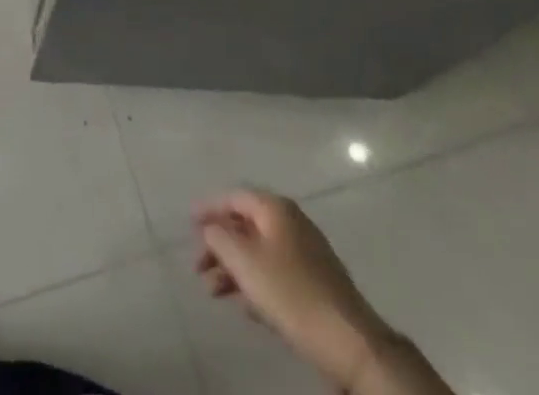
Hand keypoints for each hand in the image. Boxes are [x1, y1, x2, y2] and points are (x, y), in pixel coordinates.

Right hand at [194, 189, 449, 394]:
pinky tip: (246, 307)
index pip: (234, 197)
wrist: (349, 341)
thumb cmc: (290, 291)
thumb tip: (210, 227)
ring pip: (260, 251)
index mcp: (275, 208)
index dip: (209, 208)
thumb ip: (219, 237)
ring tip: (215, 292)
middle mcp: (291, 221)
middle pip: (246, 225)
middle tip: (199, 266)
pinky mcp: (316, 282)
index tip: (189, 223)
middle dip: (219, 244)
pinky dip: (256, 283)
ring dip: (234, 268)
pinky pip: (276, 272)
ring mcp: (307, 252)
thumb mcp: (245, 261)